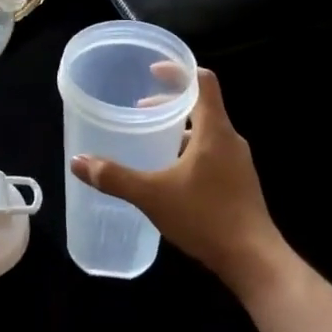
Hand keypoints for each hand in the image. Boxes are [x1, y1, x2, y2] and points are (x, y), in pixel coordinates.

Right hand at [71, 69, 285, 290]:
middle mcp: (230, 139)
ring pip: (207, 132)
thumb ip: (114, 177)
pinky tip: (171, 175)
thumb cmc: (205, 217)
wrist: (254, 260)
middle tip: (141, 110)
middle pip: (202, 106)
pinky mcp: (240, 183)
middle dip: (171, 104)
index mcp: (215, 130)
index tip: (154, 71)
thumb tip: (78, 162)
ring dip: (180, 130)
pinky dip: (190, 151)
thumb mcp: (152, 195)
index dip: (179, 71)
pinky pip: (213, 153)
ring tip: (151, 142)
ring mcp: (238, 162)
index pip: (203, 82)